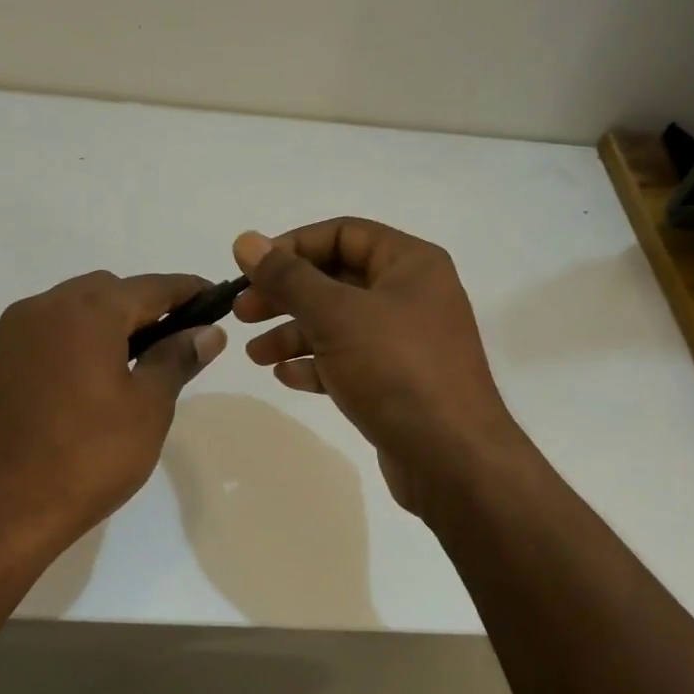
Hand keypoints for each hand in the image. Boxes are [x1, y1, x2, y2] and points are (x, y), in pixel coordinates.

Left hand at [0, 270, 225, 554]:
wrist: (0, 509)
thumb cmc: (88, 457)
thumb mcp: (148, 408)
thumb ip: (177, 358)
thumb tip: (207, 332)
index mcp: (87, 312)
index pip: (150, 287)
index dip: (187, 291)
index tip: (215, 299)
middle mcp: (43, 308)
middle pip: (106, 291)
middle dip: (143, 307)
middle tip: (172, 340)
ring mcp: (10, 335)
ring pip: (70, 310)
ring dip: (104, 323)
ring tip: (130, 363)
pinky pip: (43, 335)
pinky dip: (71, 342)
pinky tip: (84, 381)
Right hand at [232, 220, 523, 513]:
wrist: (451, 459)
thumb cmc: (396, 371)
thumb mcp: (336, 315)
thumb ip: (288, 277)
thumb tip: (246, 241)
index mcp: (410, 264)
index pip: (343, 234)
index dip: (292, 247)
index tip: (251, 270)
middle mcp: (411, 296)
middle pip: (336, 280)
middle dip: (286, 295)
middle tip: (242, 313)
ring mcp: (406, 342)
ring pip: (339, 324)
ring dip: (293, 334)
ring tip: (255, 355)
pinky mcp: (397, 383)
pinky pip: (349, 361)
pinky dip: (316, 365)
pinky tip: (287, 377)